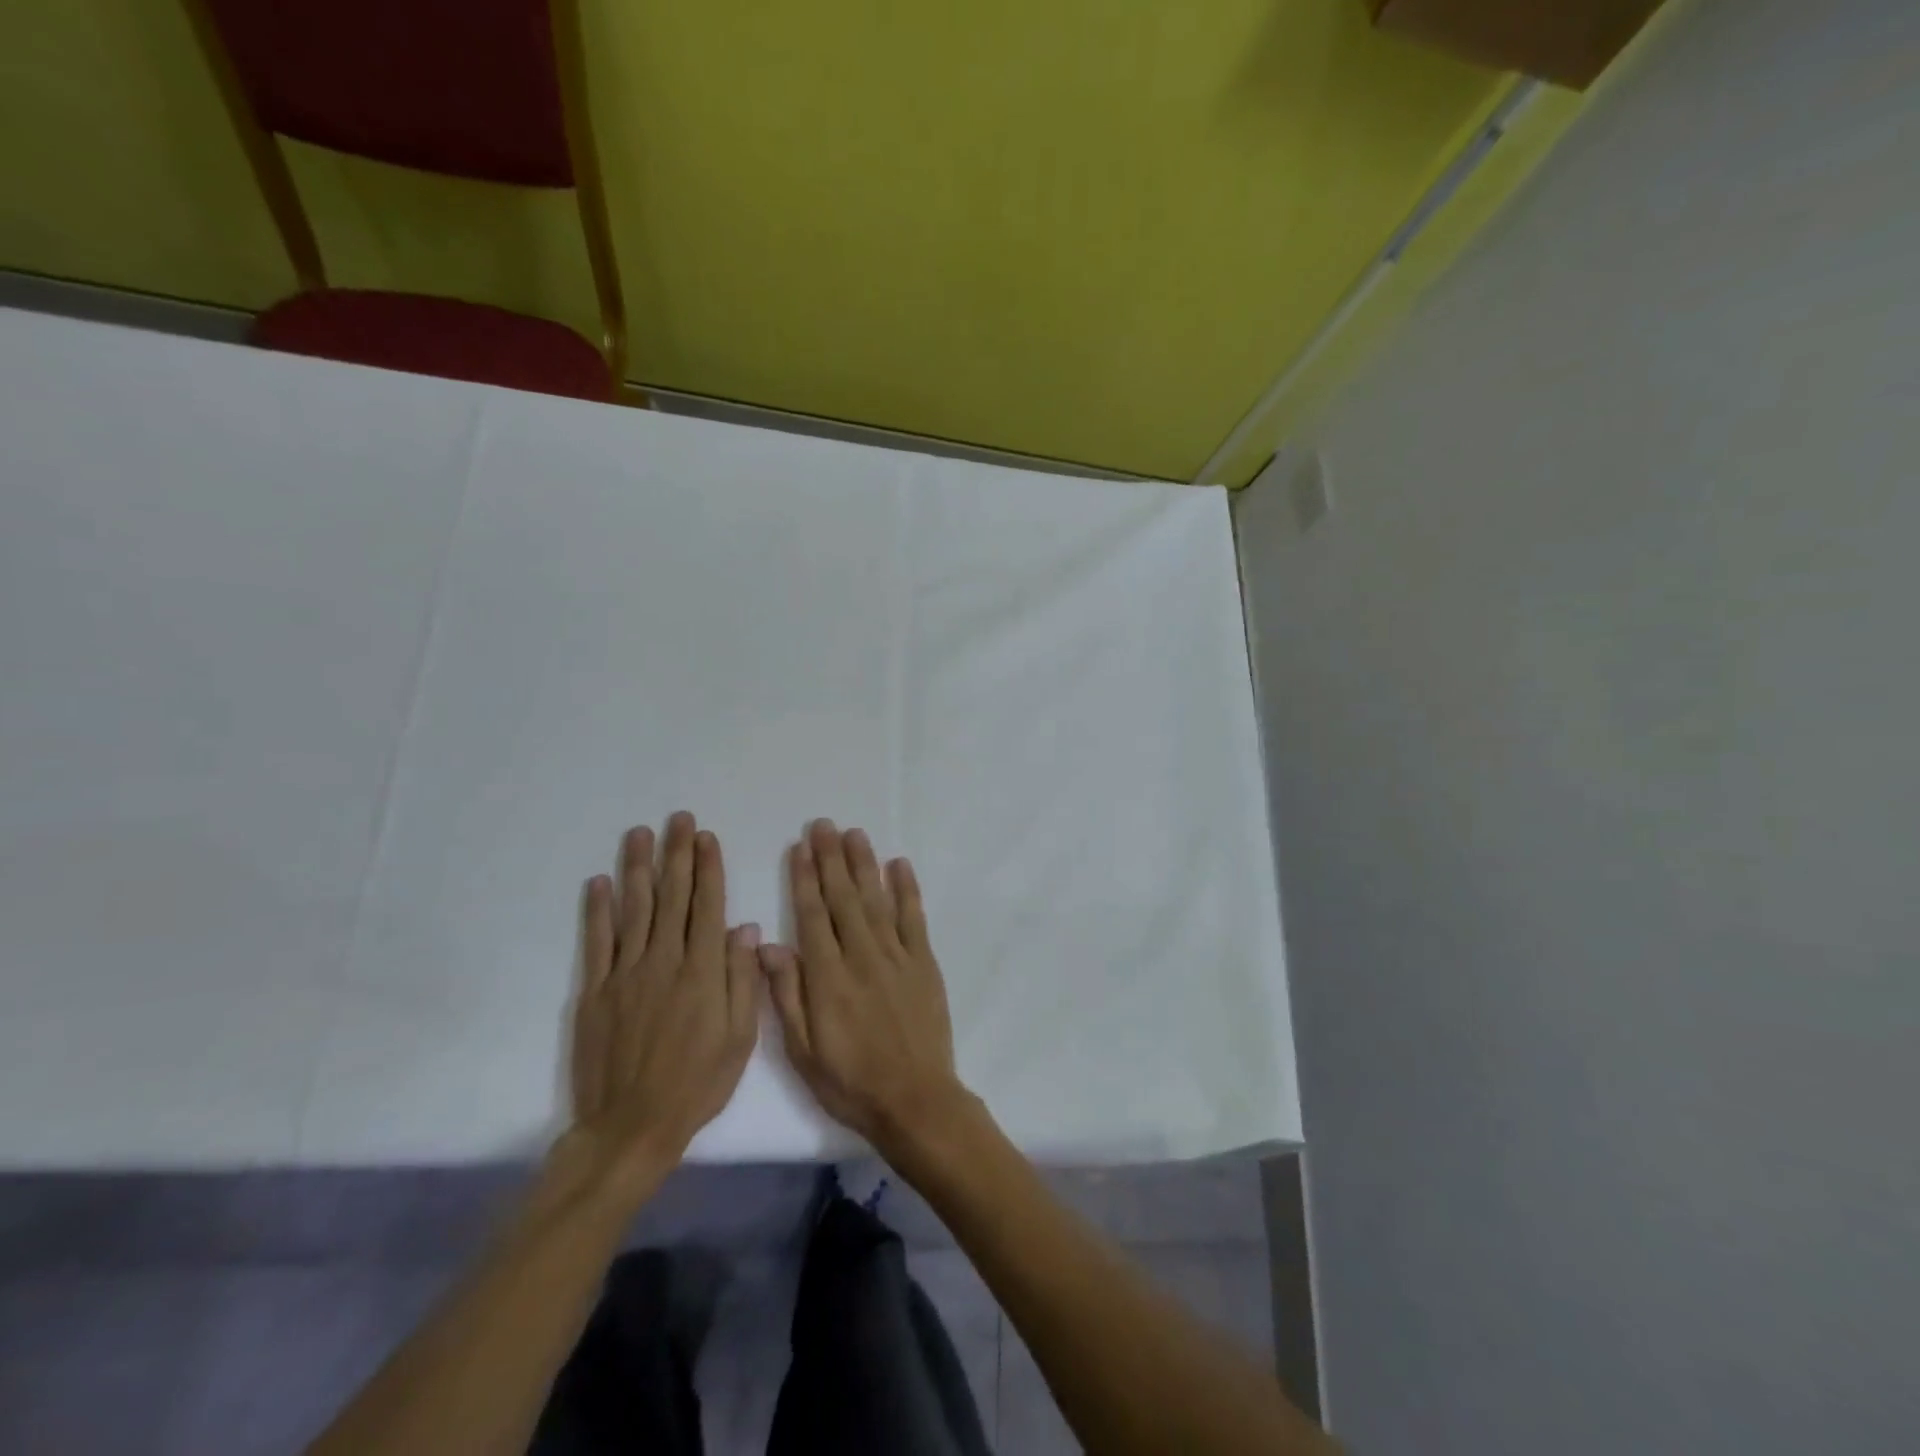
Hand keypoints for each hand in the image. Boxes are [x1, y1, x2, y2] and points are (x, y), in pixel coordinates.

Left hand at [562, 813, 761, 1198]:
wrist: (631, 1126)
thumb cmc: (697, 1083)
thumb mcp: (740, 1038)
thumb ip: (742, 979)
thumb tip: (744, 929)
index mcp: (702, 971)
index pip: (707, 906)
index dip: (708, 868)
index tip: (707, 837)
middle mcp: (664, 961)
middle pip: (672, 897)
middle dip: (676, 854)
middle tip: (678, 819)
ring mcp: (625, 974)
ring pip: (634, 909)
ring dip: (637, 868)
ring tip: (640, 834)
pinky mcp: (596, 991)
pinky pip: (597, 942)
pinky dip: (598, 910)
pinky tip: (599, 882)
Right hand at [758, 819, 971, 1154]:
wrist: (915, 1100)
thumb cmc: (850, 1081)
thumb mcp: (803, 1050)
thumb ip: (786, 994)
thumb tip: (767, 945)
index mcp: (828, 977)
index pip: (812, 915)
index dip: (805, 879)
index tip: (800, 847)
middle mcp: (862, 956)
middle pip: (843, 898)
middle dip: (831, 859)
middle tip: (823, 825)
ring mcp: (897, 956)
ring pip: (876, 899)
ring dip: (864, 864)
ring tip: (854, 834)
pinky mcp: (924, 963)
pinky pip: (914, 918)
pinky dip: (907, 889)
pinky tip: (899, 865)